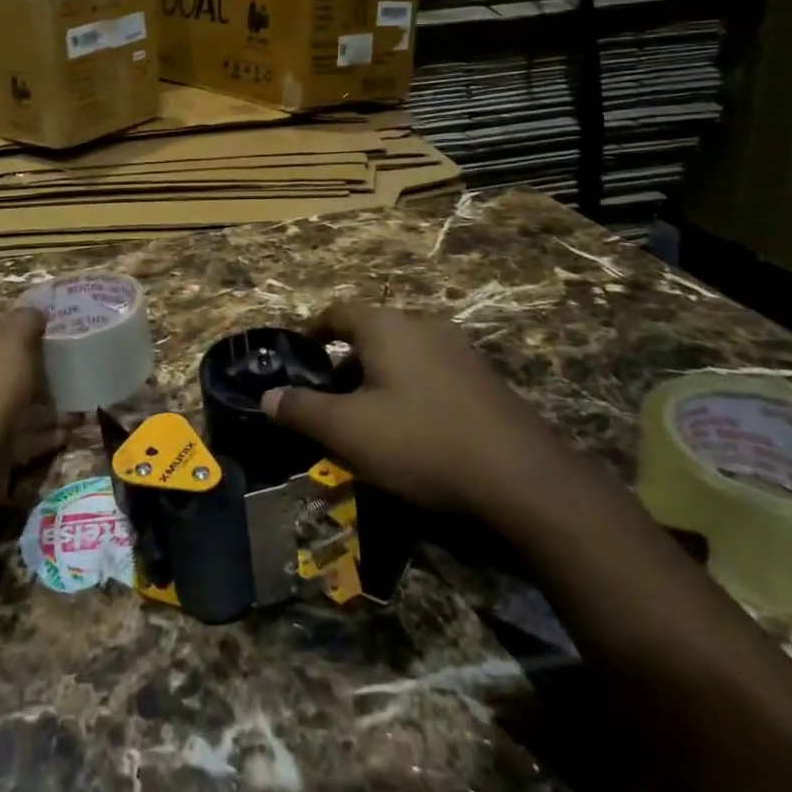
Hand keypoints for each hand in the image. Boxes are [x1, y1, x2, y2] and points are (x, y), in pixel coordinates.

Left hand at [0, 309, 72, 471]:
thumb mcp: (10, 341)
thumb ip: (23, 321)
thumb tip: (35, 312)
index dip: (7, 341)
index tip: (39, 344)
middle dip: (23, 377)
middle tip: (57, 376)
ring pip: (0, 411)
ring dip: (34, 409)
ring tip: (71, 407)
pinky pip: (9, 440)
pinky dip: (36, 436)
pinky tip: (65, 434)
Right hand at [262, 302, 583, 524]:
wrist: (524, 480)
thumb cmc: (422, 443)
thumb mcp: (349, 431)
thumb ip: (303, 411)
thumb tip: (267, 397)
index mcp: (387, 326)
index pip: (338, 311)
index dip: (313, 329)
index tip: (299, 355)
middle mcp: (424, 325)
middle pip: (372, 332)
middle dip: (346, 361)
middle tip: (330, 399)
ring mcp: (460, 350)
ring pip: (404, 353)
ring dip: (379, 376)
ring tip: (369, 418)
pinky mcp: (485, 379)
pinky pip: (433, 372)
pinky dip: (411, 389)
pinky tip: (414, 430)